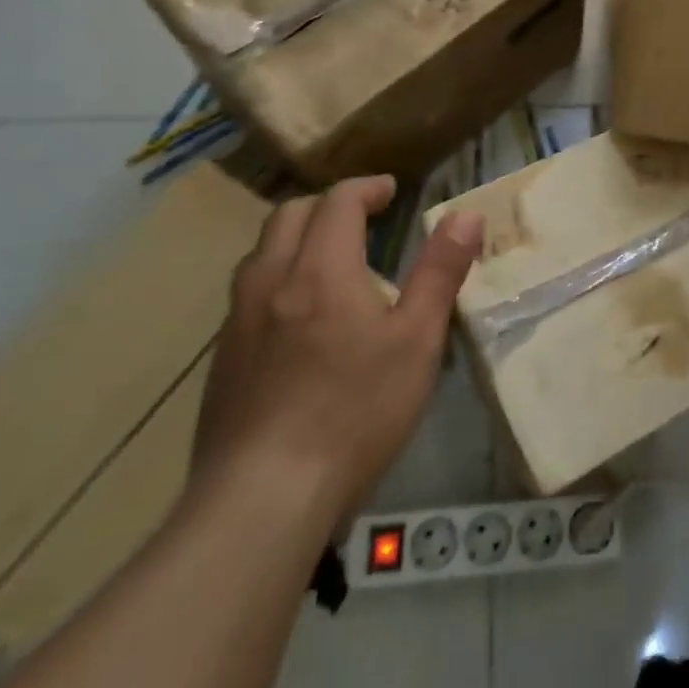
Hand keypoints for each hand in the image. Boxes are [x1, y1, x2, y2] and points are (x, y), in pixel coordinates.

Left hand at [194, 175, 484, 522]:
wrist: (262, 498)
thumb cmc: (356, 411)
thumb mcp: (417, 339)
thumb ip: (440, 271)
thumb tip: (466, 215)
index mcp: (321, 269)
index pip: (337, 202)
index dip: (366, 188)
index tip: (391, 191)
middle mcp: (271, 282)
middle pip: (289, 216)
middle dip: (328, 205)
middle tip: (363, 217)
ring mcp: (238, 322)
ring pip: (262, 253)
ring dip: (297, 238)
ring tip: (331, 259)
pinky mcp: (222, 360)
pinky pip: (248, 294)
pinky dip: (278, 278)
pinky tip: (299, 318)